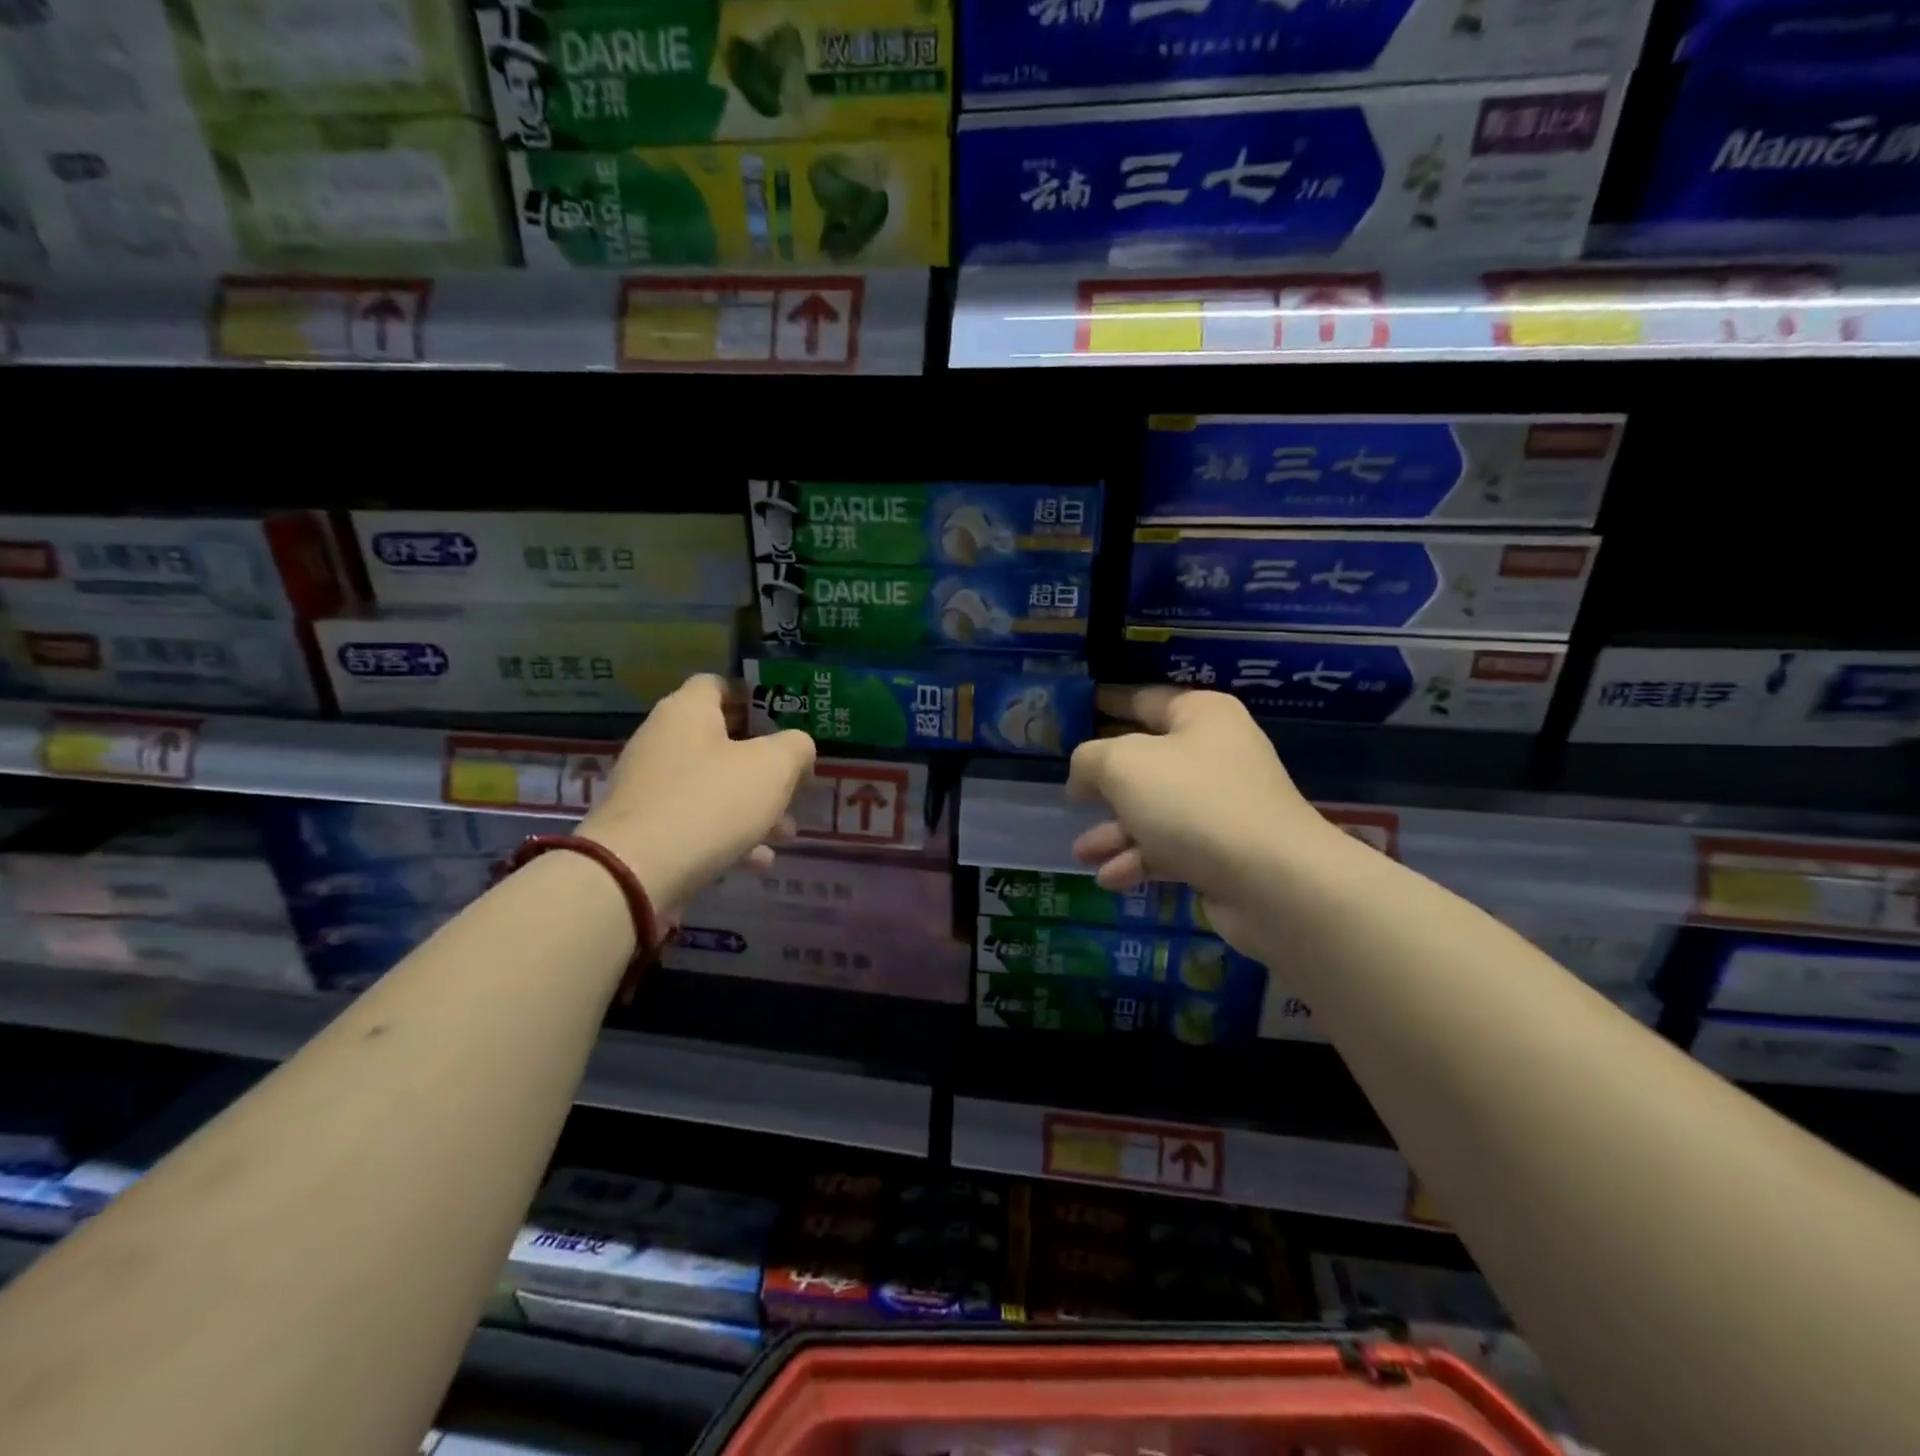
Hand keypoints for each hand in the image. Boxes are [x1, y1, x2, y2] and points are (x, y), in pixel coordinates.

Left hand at [578, 675, 814, 915]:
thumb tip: (797, 749)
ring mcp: (648, 787)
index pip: (719, 684)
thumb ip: (796, 748)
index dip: (754, 697)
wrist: (636, 873)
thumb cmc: (711, 803)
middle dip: (763, 765)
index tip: (784, 721)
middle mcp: (661, 741)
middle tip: (794, 783)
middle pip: (721, 740)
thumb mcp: (774, 768)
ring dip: (752, 807)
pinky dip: (728, 836)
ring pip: (712, 787)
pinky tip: (757, 861)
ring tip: (785, 833)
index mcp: (686, 711)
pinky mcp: (645, 828)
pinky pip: (695, 822)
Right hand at [1066, 687, 1343, 952]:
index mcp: (1201, 716)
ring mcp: (1222, 805)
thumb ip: (1090, 759)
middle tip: (1072, 797)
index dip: (1109, 703)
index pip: (1144, 700)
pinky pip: (1171, 847)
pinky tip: (1109, 878)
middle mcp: (1215, 754)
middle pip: (1147, 762)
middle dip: (1105, 785)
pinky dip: (1140, 860)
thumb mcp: (1122, 766)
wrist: (1271, 879)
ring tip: (1082, 853)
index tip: (1080, 708)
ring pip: (1155, 811)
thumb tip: (1084, 775)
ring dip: (1115, 832)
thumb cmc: (1192, 802)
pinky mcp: (1224, 851)